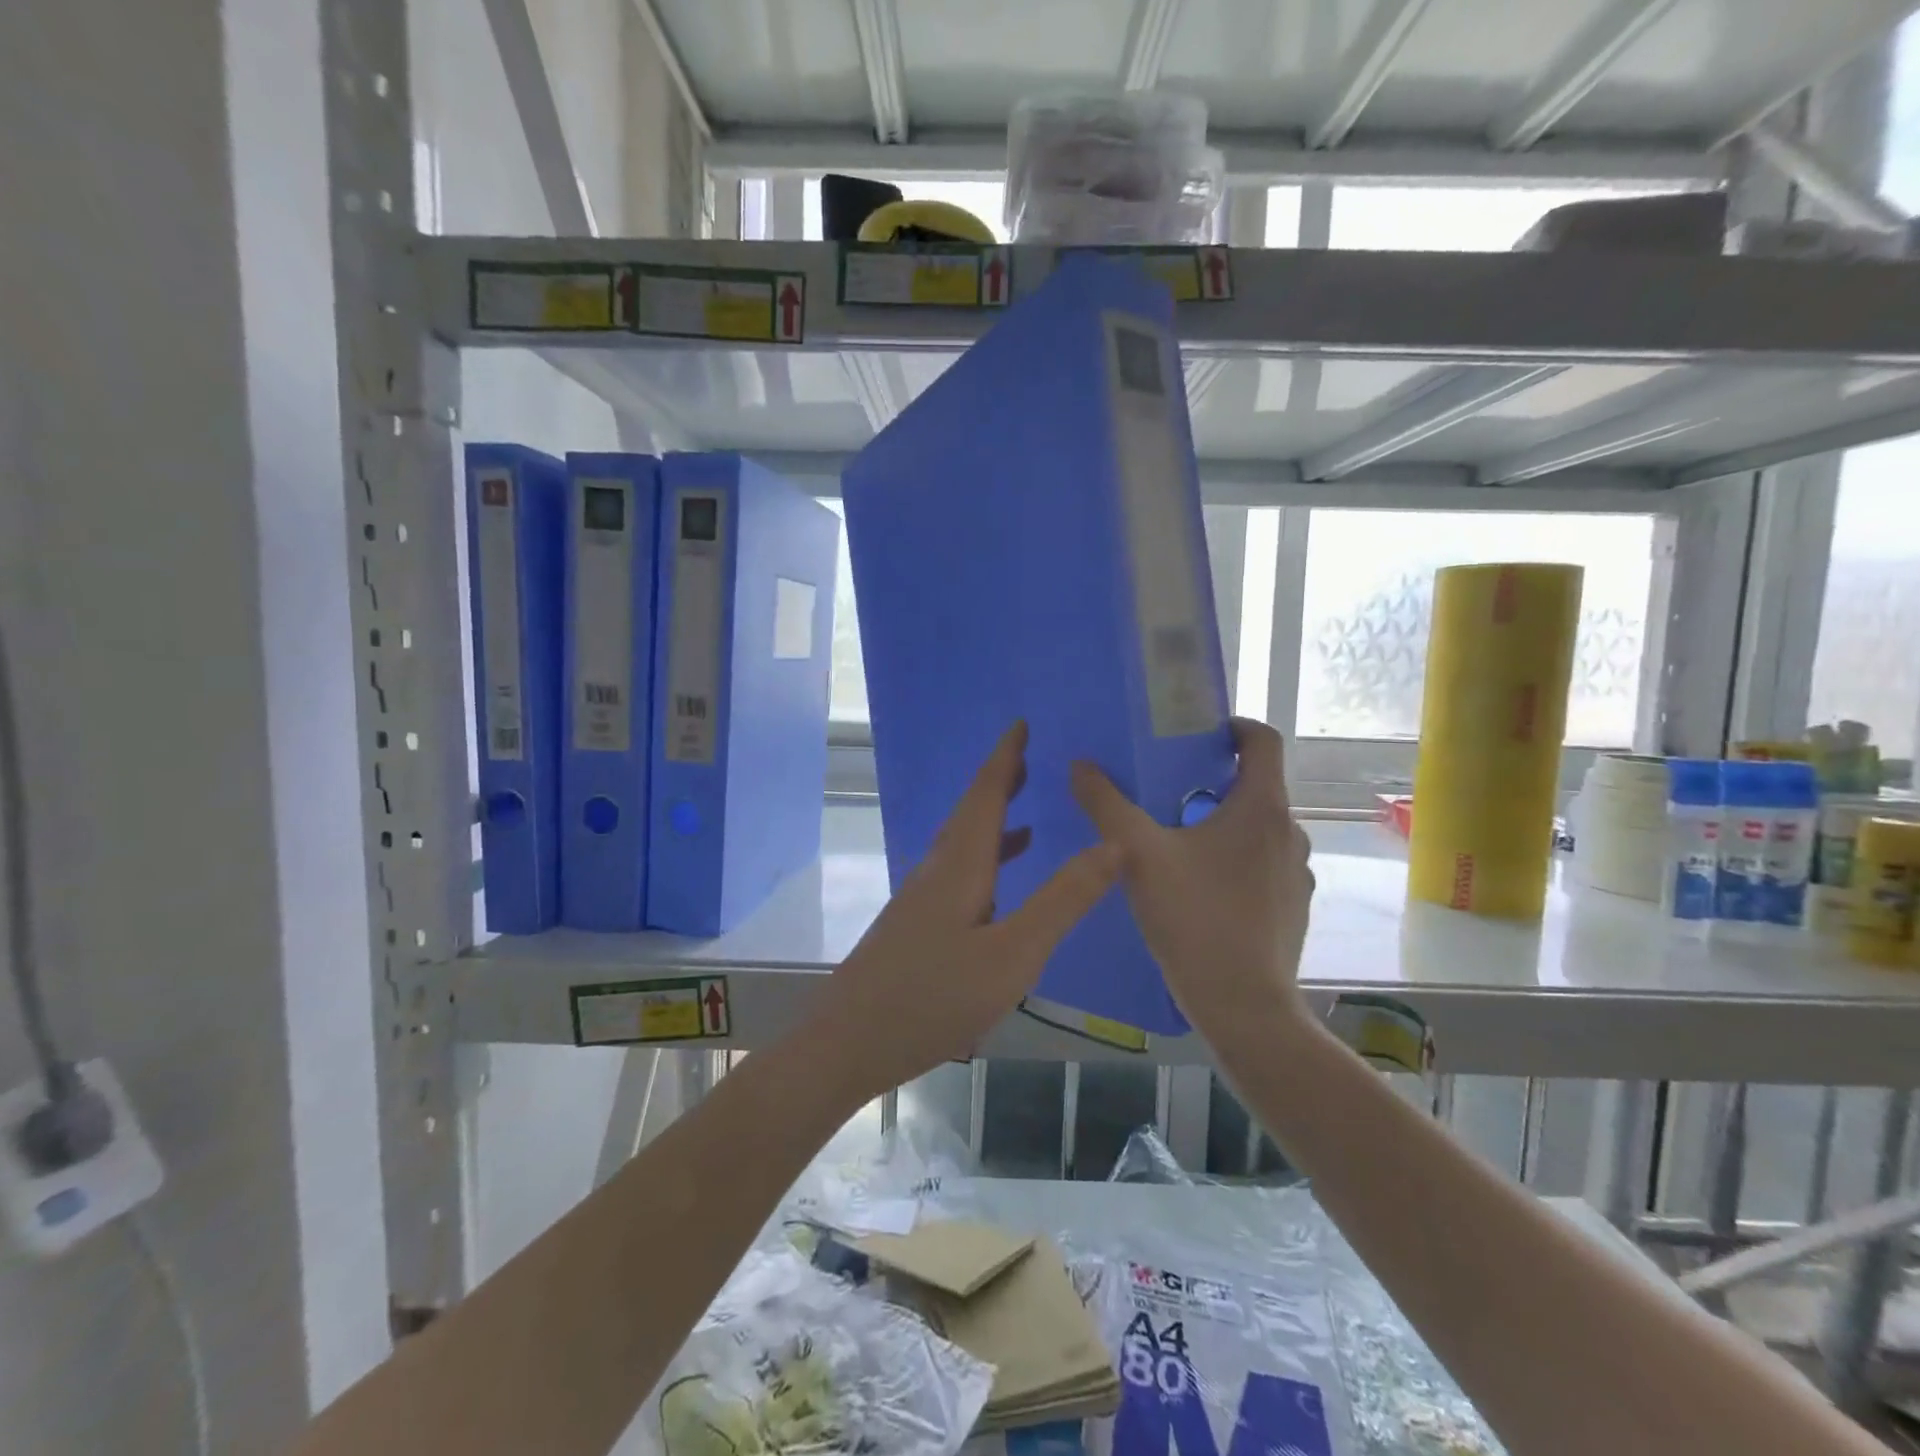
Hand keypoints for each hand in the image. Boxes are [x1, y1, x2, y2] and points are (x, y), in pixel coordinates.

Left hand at [810, 722, 1121, 1101]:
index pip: (985, 794)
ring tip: (1025, 813)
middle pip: (970, 812)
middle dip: (999, 781)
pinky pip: (956, 872)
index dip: (1005, 757)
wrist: (848, 1043)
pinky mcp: (913, 924)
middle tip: (1028, 757)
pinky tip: (997, 885)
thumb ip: (1063, 900)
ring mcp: (919, 898)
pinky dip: (984, 861)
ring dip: (992, 821)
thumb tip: (1113, 844)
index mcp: (960, 865)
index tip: (1020, 723)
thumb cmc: (933, 998)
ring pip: (961, 844)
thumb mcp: (1013, 954)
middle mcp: (936, 870)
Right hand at [1070, 717, 1313, 1037]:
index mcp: (1262, 807)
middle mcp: (1290, 831)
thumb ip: (1106, 805)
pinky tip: (1200, 886)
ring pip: (1259, 828)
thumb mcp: (1138, 855)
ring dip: (1225, 822)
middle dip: (1215, 779)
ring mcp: (1296, 872)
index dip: (1234, 727)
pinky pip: (1263, 864)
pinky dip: (1236, 859)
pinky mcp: (1293, 906)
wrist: (1244, 1006)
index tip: (1200, 733)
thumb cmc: (1195, 918)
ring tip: (1178, 837)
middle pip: (1257, 785)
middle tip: (1168, 788)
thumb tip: (1080, 765)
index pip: (1263, 740)